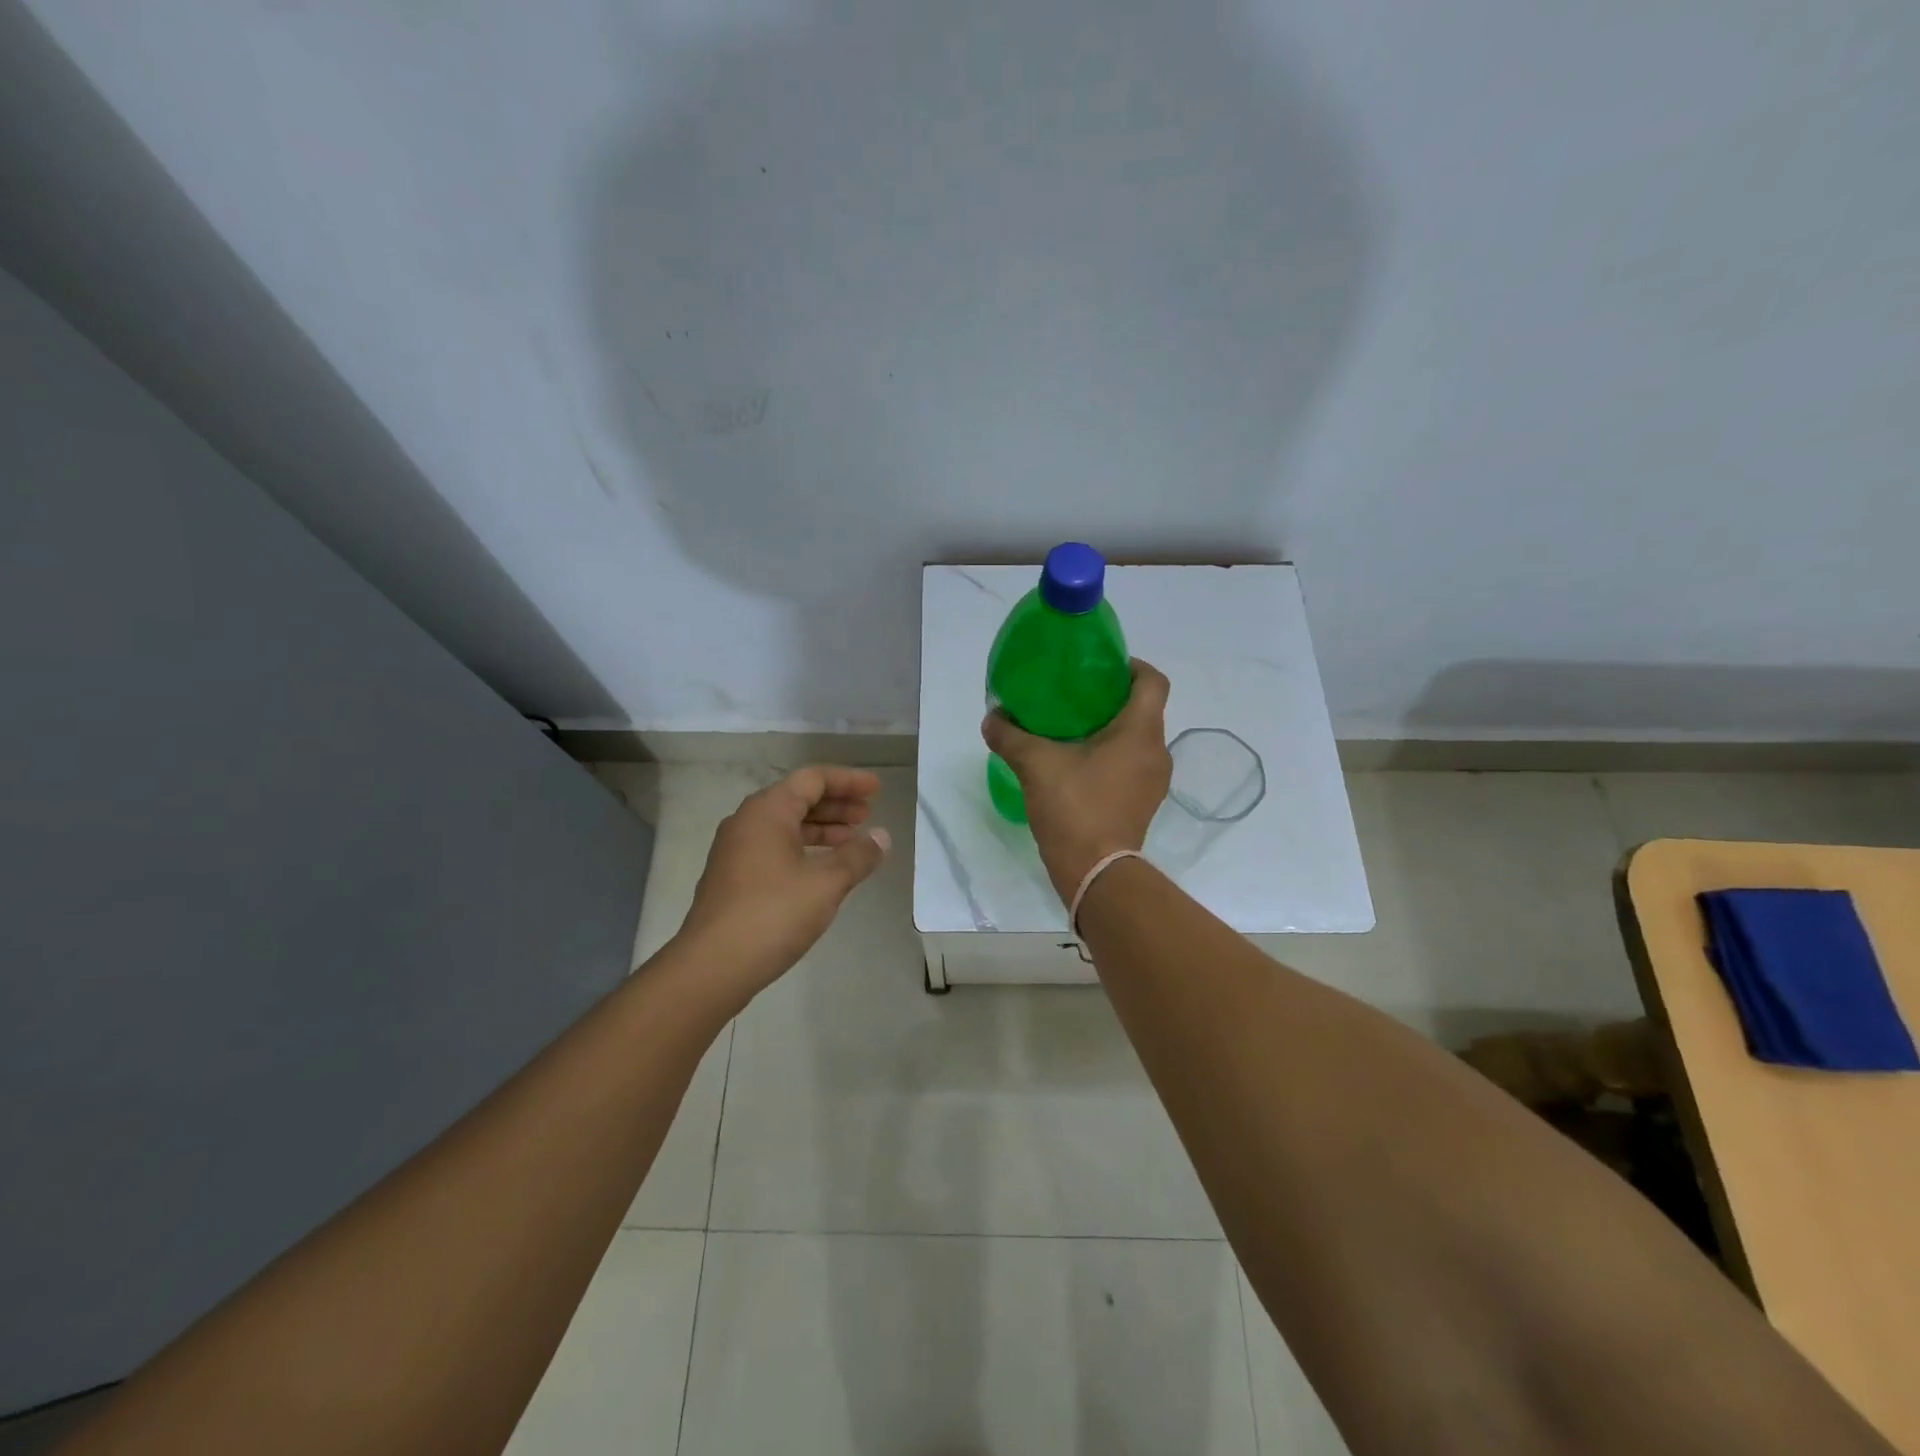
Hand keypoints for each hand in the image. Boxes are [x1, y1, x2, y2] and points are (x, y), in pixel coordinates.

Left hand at [676, 766, 889, 998]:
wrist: (712, 966)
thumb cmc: (773, 914)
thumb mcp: (826, 883)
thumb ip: (858, 856)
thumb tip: (882, 836)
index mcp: (767, 811)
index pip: (812, 779)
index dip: (848, 781)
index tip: (877, 790)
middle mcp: (747, 822)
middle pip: (797, 799)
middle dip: (836, 804)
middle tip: (868, 815)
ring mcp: (736, 851)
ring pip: (786, 826)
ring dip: (821, 828)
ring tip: (852, 841)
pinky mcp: (733, 878)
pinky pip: (775, 848)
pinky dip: (803, 848)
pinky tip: (823, 869)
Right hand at [982, 659, 1172, 903]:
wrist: (1095, 873)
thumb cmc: (1074, 808)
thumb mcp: (1035, 765)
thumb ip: (1010, 736)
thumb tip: (992, 718)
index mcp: (1140, 732)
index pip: (1153, 681)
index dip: (1131, 666)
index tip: (1100, 667)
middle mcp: (1156, 752)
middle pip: (1144, 709)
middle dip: (1112, 697)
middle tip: (1075, 696)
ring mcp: (1153, 781)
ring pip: (1137, 739)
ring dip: (1111, 729)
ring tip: (1072, 729)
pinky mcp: (1143, 803)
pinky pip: (1132, 764)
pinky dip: (1111, 756)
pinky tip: (1078, 764)